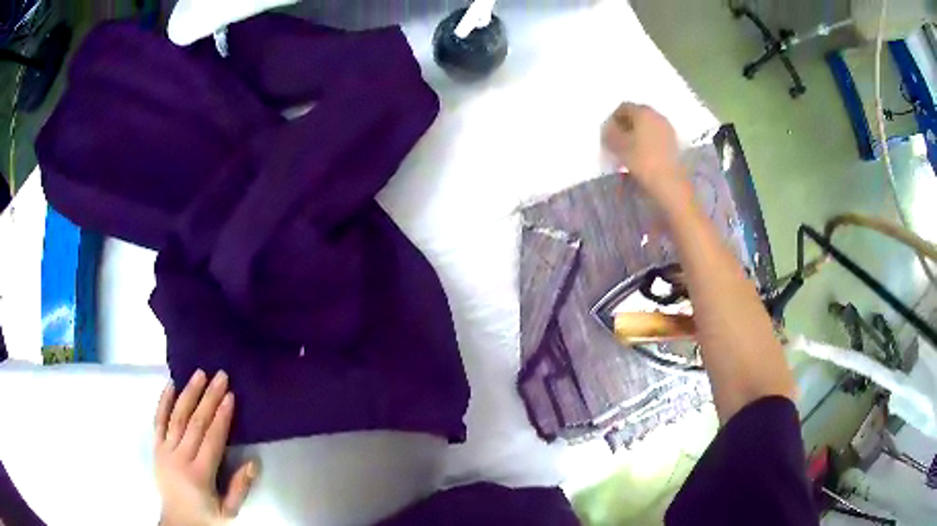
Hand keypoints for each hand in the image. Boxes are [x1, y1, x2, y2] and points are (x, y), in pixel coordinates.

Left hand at [154, 370, 256, 525]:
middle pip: (195, 423)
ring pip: (177, 417)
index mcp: (200, 474)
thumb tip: (253, 462)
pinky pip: (158, 421)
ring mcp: (165, 451)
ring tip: (199, 374)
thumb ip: (240, 487)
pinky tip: (170, 385)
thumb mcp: (230, 510)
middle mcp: (180, 458)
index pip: (212, 439)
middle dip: (209, 398)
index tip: (230, 396)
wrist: (177, 522)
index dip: (221, 417)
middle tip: (220, 377)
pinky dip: (163, 402)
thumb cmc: (207, 516)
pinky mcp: (156, 448)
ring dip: (188, 394)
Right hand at [602, 103, 689, 208]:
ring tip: (630, 148)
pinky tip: (643, 154)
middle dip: (626, 125)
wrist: (667, 181)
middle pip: (637, 115)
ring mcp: (668, 128)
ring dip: (638, 133)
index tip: (608, 132)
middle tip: (618, 139)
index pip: (623, 107)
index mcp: (643, 111)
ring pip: (648, 126)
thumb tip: (608, 129)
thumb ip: (609, 133)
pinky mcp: (674, 142)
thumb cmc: (640, 159)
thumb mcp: (617, 145)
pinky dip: (648, 141)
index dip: (613, 118)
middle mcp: (657, 115)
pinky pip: (656, 136)